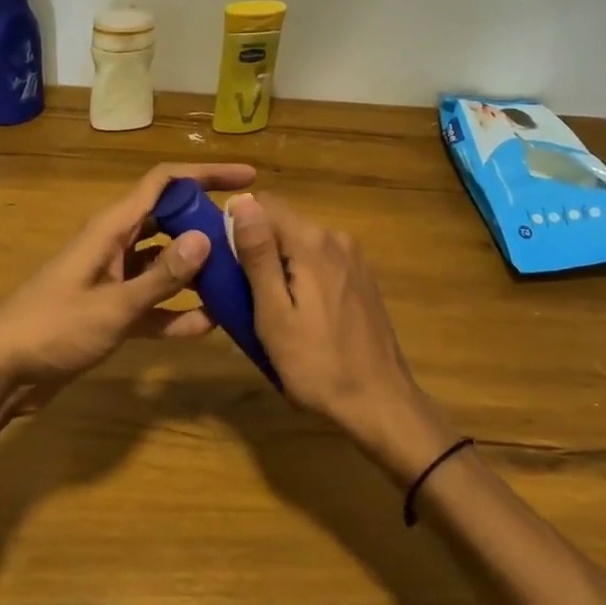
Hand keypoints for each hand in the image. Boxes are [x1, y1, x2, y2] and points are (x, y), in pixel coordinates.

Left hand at [0, 162, 256, 409]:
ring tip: (238, 277)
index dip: (205, 174)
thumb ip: (161, 277)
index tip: (248, 178)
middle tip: (248, 238)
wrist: (0, 372)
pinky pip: (152, 303)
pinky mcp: (110, 312)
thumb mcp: (112, 305)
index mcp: (111, 229)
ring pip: (164, 262)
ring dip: (196, 269)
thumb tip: (207, 239)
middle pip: (168, 219)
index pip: (163, 183)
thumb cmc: (52, 328)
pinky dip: (176, 310)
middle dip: (206, 223)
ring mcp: (112, 279)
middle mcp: (115, 245)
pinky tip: (209, 324)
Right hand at [229, 193, 456, 478]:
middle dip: (258, 250)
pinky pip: (320, 262)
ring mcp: (354, 258)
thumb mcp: (273, 313)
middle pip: (283, 224)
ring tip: (268, 311)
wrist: (380, 404)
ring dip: (279, 266)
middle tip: (241, 295)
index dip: (237, 225)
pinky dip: (302, 277)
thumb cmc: (316, 364)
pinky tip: (300, 315)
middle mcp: (336, 238)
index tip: (225, 261)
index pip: (264, 204)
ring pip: (300, 245)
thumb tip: (240, 200)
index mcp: (313, 242)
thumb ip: (257, 254)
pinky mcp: (362, 278)